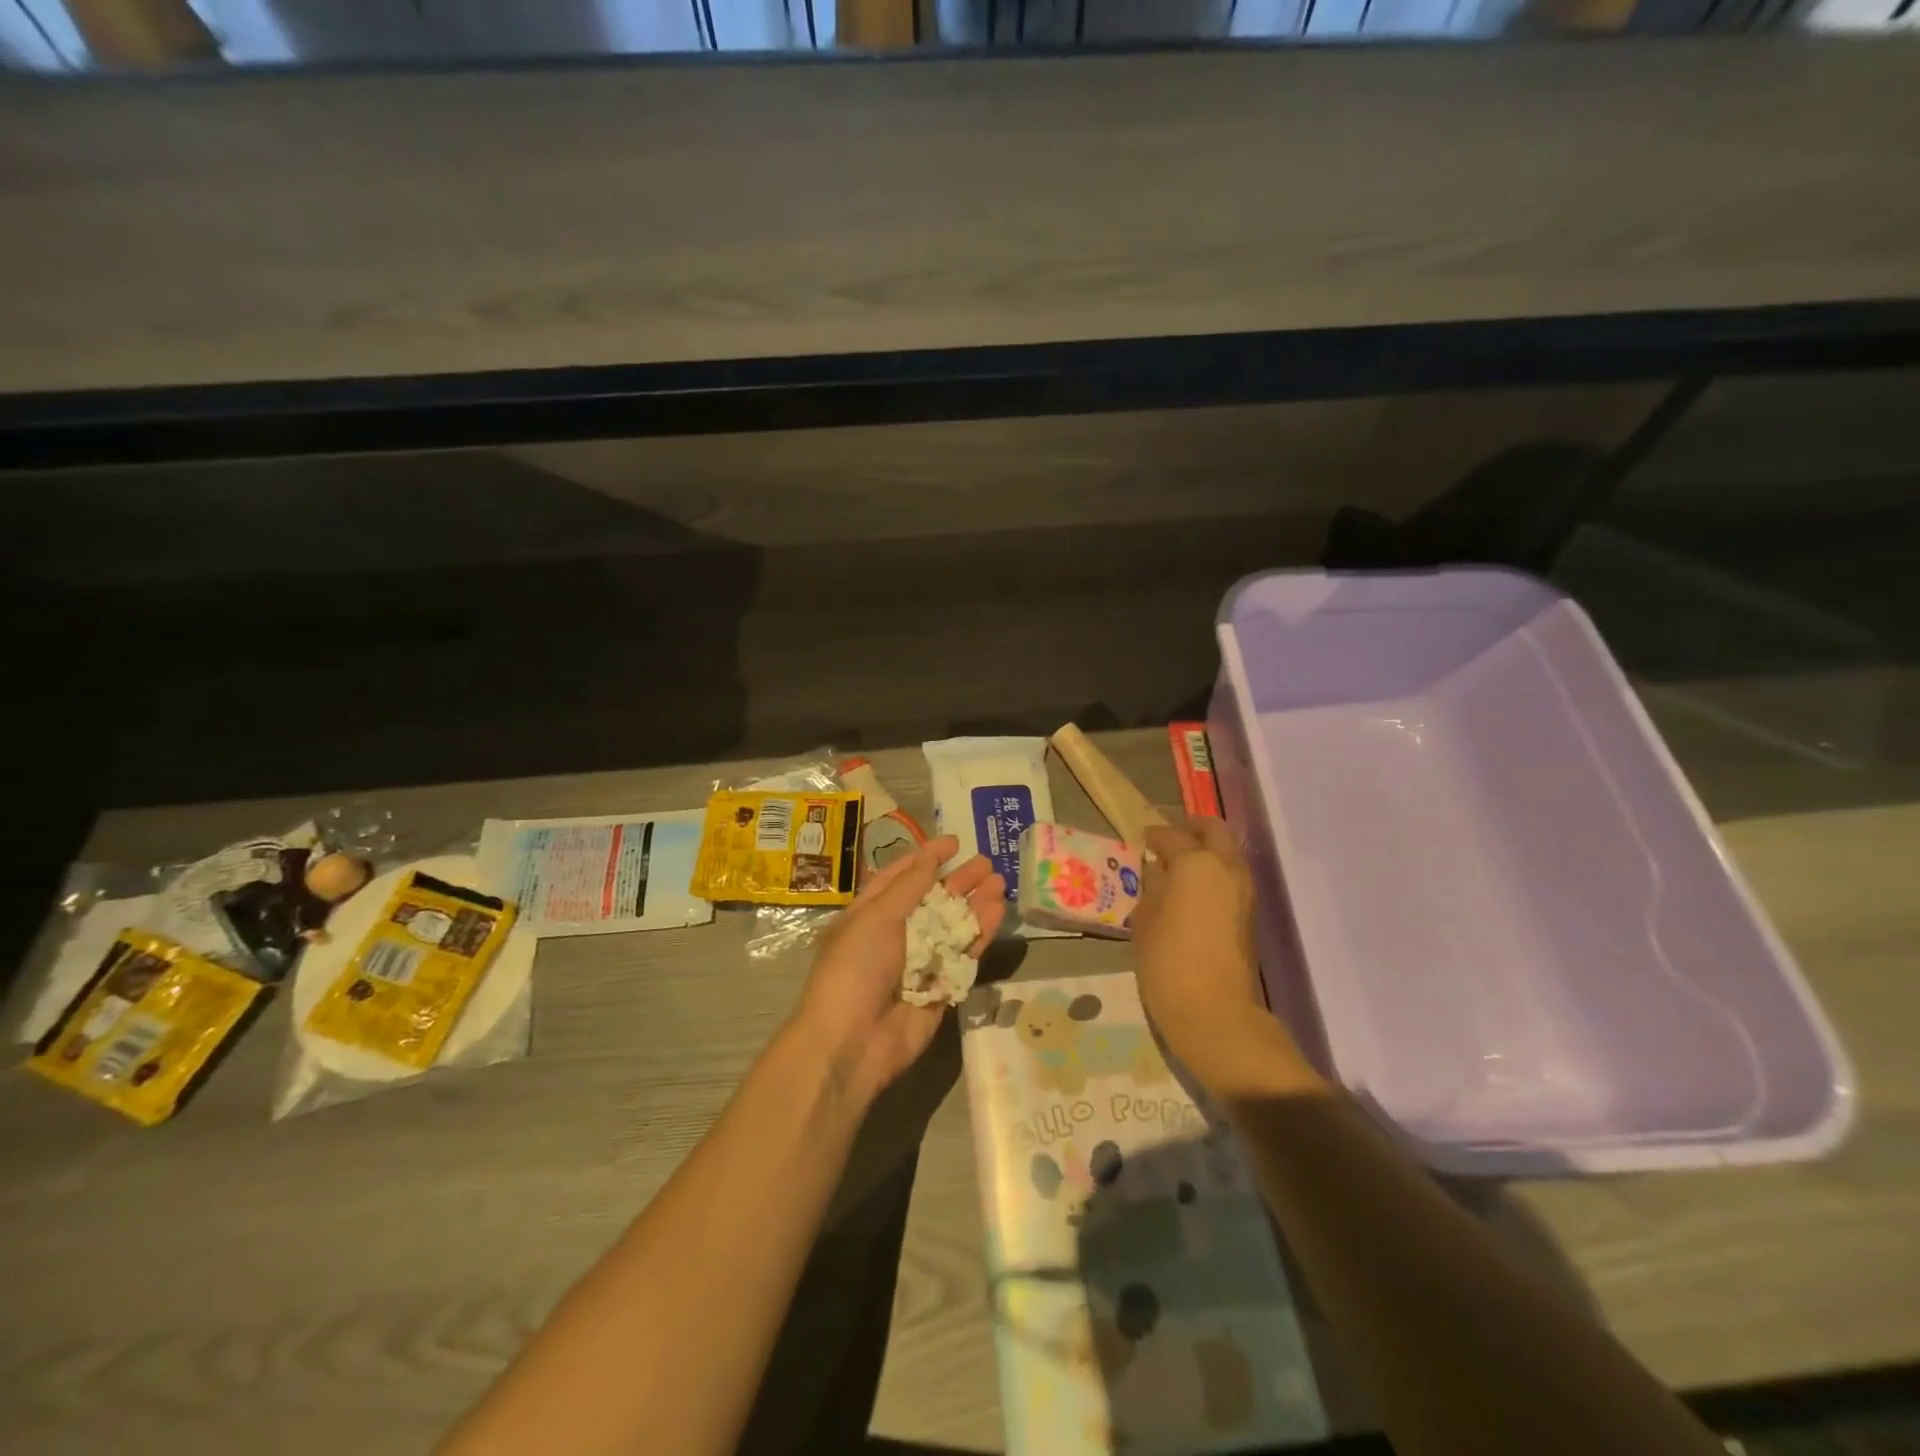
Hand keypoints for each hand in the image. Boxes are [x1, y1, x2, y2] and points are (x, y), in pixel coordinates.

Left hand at [791, 835, 1004, 1107]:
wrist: (852, 1042)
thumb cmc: (855, 969)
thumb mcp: (876, 917)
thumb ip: (909, 887)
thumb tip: (930, 855)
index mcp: (869, 915)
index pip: (899, 878)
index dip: (925, 858)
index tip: (954, 842)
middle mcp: (894, 935)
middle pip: (932, 900)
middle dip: (958, 880)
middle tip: (987, 862)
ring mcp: (919, 962)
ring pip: (952, 926)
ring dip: (974, 903)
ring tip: (1000, 882)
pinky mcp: (941, 987)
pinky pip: (963, 955)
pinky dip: (979, 933)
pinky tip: (997, 912)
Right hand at [1131, 818, 1268, 1067]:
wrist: (1215, 1013)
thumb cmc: (1168, 963)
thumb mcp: (1145, 921)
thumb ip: (1151, 888)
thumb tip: (1155, 871)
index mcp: (1195, 863)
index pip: (1171, 836)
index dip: (1153, 836)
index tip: (1139, 840)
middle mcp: (1225, 868)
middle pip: (1213, 831)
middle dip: (1190, 829)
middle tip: (1166, 841)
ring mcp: (1243, 890)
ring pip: (1227, 852)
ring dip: (1205, 851)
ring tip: (1175, 867)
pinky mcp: (1248, 913)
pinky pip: (1230, 876)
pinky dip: (1213, 872)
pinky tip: (1189, 890)